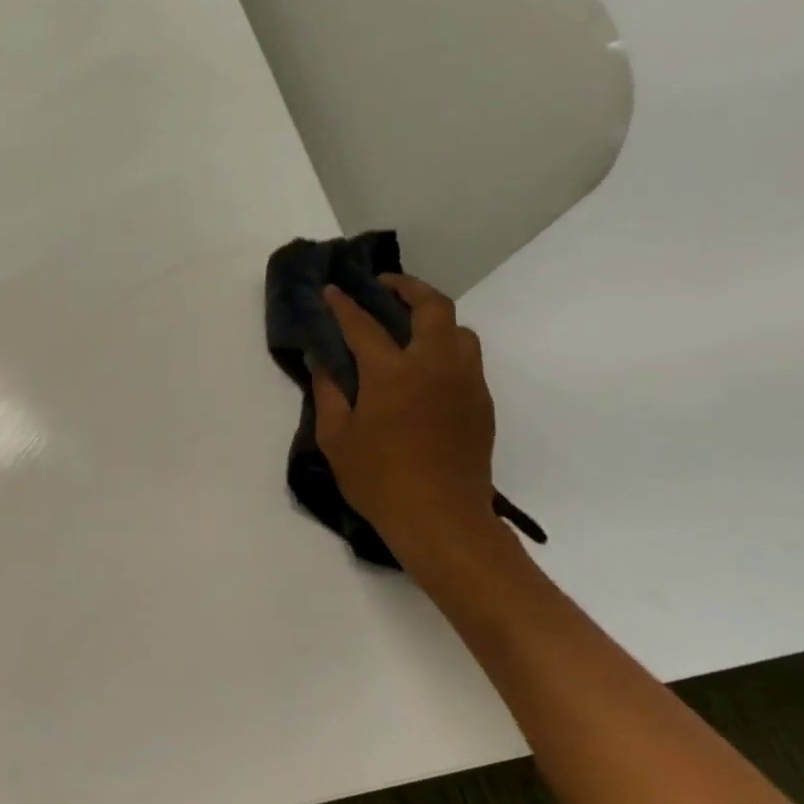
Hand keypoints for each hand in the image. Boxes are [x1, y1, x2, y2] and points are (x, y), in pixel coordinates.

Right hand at [310, 275, 498, 548]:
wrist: (441, 517)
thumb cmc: (378, 479)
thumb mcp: (336, 437)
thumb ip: (329, 393)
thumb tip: (323, 361)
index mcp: (392, 373)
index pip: (364, 325)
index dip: (345, 305)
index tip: (331, 290)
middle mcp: (435, 366)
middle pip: (432, 307)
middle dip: (407, 288)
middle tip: (383, 286)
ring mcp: (465, 382)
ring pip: (458, 330)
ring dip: (433, 317)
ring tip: (408, 324)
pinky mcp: (480, 402)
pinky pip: (467, 357)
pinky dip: (445, 345)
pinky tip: (425, 364)